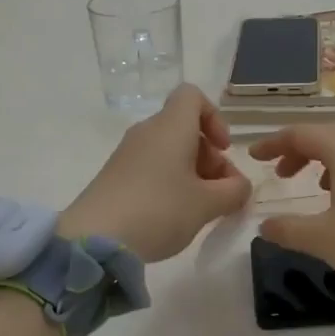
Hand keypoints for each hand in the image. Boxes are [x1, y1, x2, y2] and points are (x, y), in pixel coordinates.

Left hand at [59, 84, 251, 262]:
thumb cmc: (159, 210)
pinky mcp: (115, 177)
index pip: (192, 96)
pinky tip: (175, 215)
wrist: (95, 240)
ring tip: (202, 209)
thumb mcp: (207, 204)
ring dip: (192, 173)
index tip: (223, 149)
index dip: (214, 117)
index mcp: (170, 126)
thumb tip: (240, 186)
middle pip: (184, 128)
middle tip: (222, 192)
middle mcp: (147, 132)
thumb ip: (234, 191)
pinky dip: (170, 183)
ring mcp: (127, 154)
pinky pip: (152, 167)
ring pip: (169, 150)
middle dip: (210, 156)